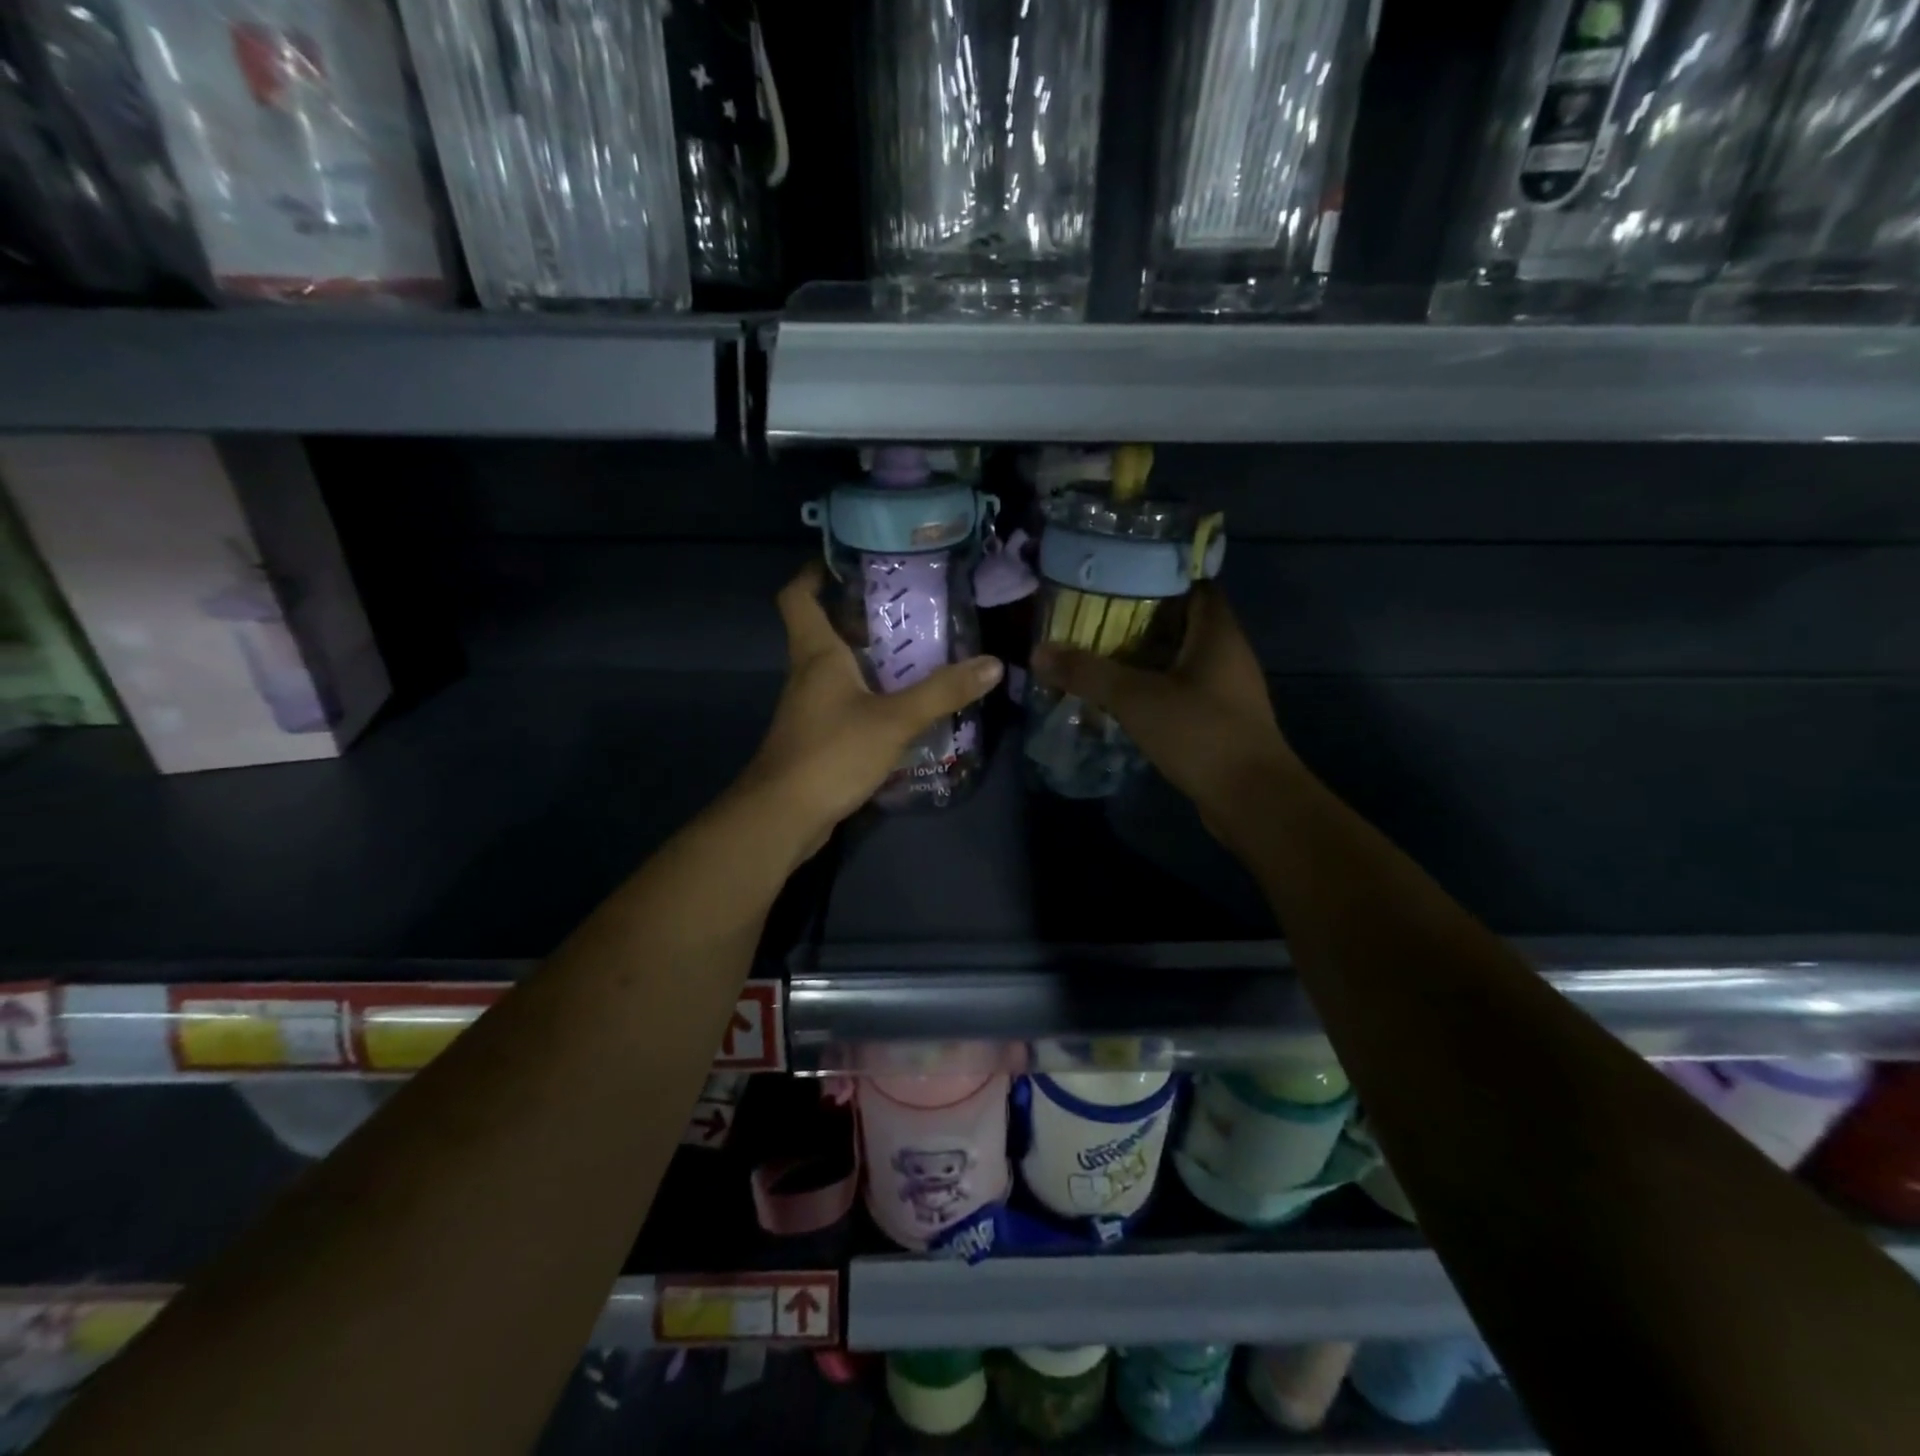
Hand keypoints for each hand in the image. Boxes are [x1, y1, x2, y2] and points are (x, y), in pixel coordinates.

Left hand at [738, 563, 1001, 857]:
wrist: (783, 816)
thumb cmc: (831, 753)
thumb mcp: (894, 720)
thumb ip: (942, 692)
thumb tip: (992, 664)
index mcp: (816, 654)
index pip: (798, 596)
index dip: (814, 572)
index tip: (848, 560)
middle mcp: (808, 673)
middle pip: (825, 628)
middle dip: (861, 614)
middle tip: (909, 605)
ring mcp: (810, 707)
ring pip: (838, 668)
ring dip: (871, 657)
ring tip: (919, 650)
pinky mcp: (818, 736)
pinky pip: (846, 701)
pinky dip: (871, 694)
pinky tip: (904, 704)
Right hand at [1032, 586, 1294, 841]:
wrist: (1252, 799)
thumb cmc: (1201, 733)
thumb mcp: (1136, 698)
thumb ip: (1088, 673)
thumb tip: (1038, 652)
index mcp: (1217, 632)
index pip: (1192, 585)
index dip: (1155, 576)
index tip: (1114, 579)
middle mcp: (1227, 653)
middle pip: (1181, 622)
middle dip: (1139, 619)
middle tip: (1092, 619)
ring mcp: (1227, 689)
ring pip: (1180, 659)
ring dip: (1144, 658)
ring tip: (1099, 656)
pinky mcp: (1220, 719)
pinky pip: (1181, 691)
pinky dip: (1153, 688)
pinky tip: (1122, 698)